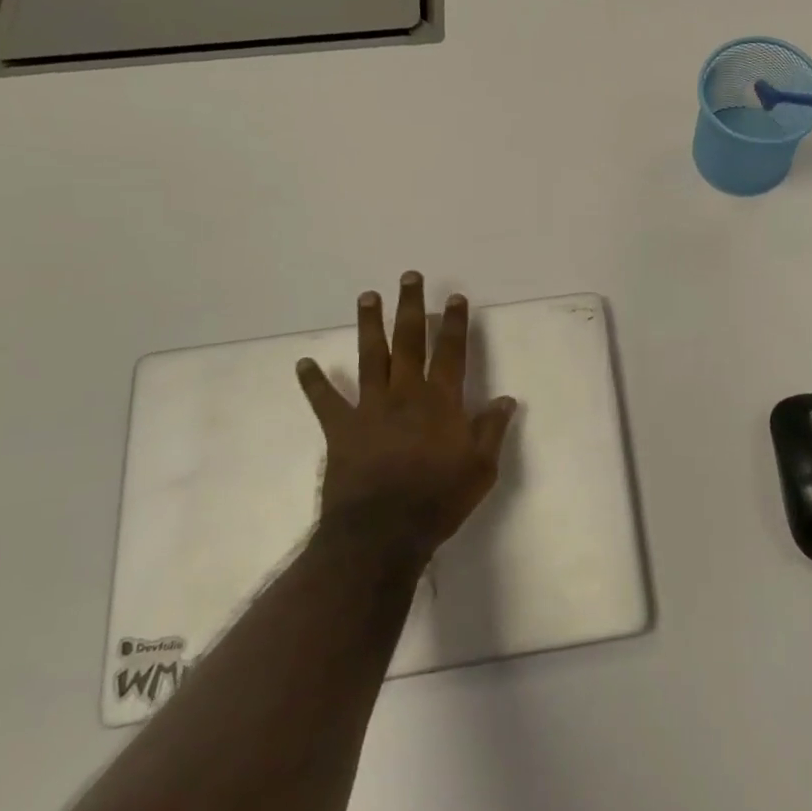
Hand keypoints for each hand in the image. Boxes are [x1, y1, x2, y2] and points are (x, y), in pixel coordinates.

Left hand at [295, 272, 517, 561]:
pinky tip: (304, 363)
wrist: (381, 533)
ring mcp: (370, 408)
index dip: (454, 323)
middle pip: (409, 341)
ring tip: (368, 296)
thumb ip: (491, 430)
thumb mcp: (481, 469)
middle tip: (409, 277)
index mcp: (440, 401)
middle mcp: (405, 393)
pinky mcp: (341, 429)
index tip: (454, 297)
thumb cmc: (438, 500)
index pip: (450, 352)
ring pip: (371, 357)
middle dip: (411, 307)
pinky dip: (314, 382)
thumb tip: (507, 399)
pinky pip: (325, 401)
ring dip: (370, 325)